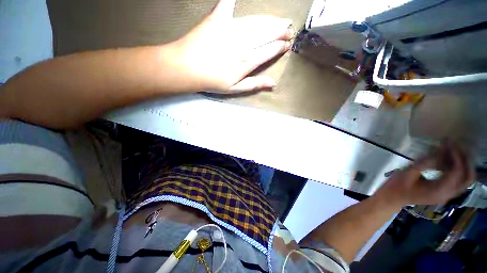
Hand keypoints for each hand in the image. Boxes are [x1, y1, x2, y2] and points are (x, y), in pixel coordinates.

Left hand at [169, 0, 292, 92]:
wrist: (186, 68)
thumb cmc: (212, 81)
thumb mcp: (234, 88)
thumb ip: (254, 84)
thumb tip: (273, 84)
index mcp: (247, 61)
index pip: (270, 50)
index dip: (281, 47)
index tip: (287, 45)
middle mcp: (243, 43)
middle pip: (267, 33)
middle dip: (281, 31)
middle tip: (289, 30)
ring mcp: (231, 28)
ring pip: (257, 21)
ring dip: (271, 20)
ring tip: (281, 20)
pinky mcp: (218, 18)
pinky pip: (230, 3)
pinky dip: (235, 0)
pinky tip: (239, 0)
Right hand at [375, 143, 475, 206]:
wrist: (392, 199)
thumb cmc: (396, 187)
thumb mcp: (407, 174)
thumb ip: (424, 164)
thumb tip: (438, 152)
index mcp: (438, 191)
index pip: (456, 173)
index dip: (455, 156)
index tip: (448, 143)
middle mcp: (447, 195)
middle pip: (467, 178)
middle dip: (465, 160)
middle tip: (457, 145)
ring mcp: (446, 195)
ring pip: (465, 180)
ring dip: (463, 164)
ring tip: (454, 150)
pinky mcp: (443, 193)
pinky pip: (457, 181)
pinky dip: (456, 169)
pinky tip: (447, 160)